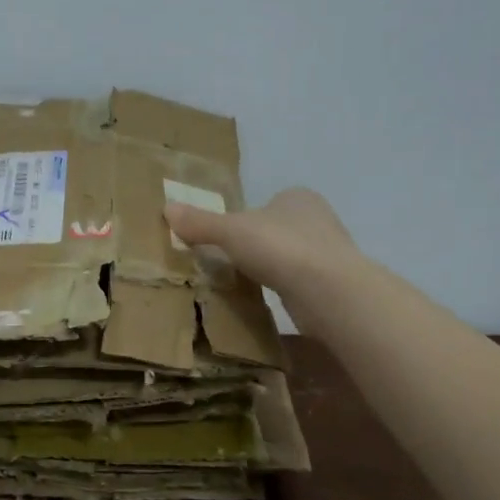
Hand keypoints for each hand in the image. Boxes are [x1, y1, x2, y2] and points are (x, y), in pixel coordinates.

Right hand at [164, 187, 357, 297]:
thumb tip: (167, 208)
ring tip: (244, 283)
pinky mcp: (332, 286)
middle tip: (229, 262)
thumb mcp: (230, 231)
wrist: (328, 291)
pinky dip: (282, 290)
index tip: (227, 238)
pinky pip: (299, 284)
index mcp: (298, 198)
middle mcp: (319, 220)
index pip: (268, 203)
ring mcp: (330, 254)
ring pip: (290, 258)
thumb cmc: (280, 247)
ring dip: (271, 269)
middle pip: (278, 230)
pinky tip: (266, 301)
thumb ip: (200, 222)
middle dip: (258, 245)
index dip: (246, 218)